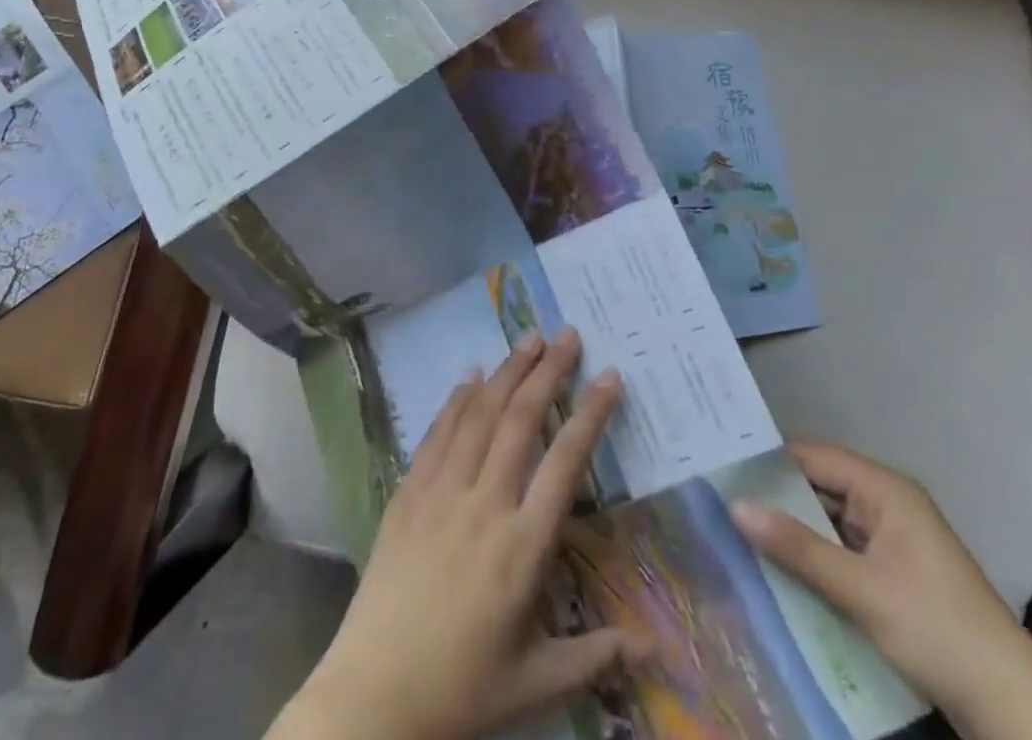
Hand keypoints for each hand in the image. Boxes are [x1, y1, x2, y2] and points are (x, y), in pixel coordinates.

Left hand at [272, 328, 648, 739]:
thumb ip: (596, 655)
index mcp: (523, 547)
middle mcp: (485, 505)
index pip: (566, 462)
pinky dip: (456, 401)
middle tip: (568, 334)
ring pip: (479, 416)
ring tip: (528, 339)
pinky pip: (436, 435)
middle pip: (522, 421)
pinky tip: (470, 376)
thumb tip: (657, 650)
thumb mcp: (536, 682)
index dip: (590, 414)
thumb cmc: (462, 690)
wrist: (373, 698)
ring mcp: (441, 494)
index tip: (609, 376)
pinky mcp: (408, 494)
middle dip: (548, 372)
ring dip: (506, 372)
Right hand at [732, 444, 1031, 739]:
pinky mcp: (896, 574)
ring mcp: (894, 540)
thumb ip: (797, 548)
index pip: (813, 457)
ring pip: (829, 522)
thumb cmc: (936, 629)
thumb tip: (735, 506)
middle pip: (819, 487)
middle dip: (775, 497)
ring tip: (739, 532)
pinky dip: (815, 558)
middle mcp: (888, 503)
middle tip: (722, 500)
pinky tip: (781, 571)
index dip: (769, 460)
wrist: (1013, 707)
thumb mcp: (860, 590)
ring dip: (794, 531)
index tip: (723, 466)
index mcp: (885, 489)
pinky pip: (843, 551)